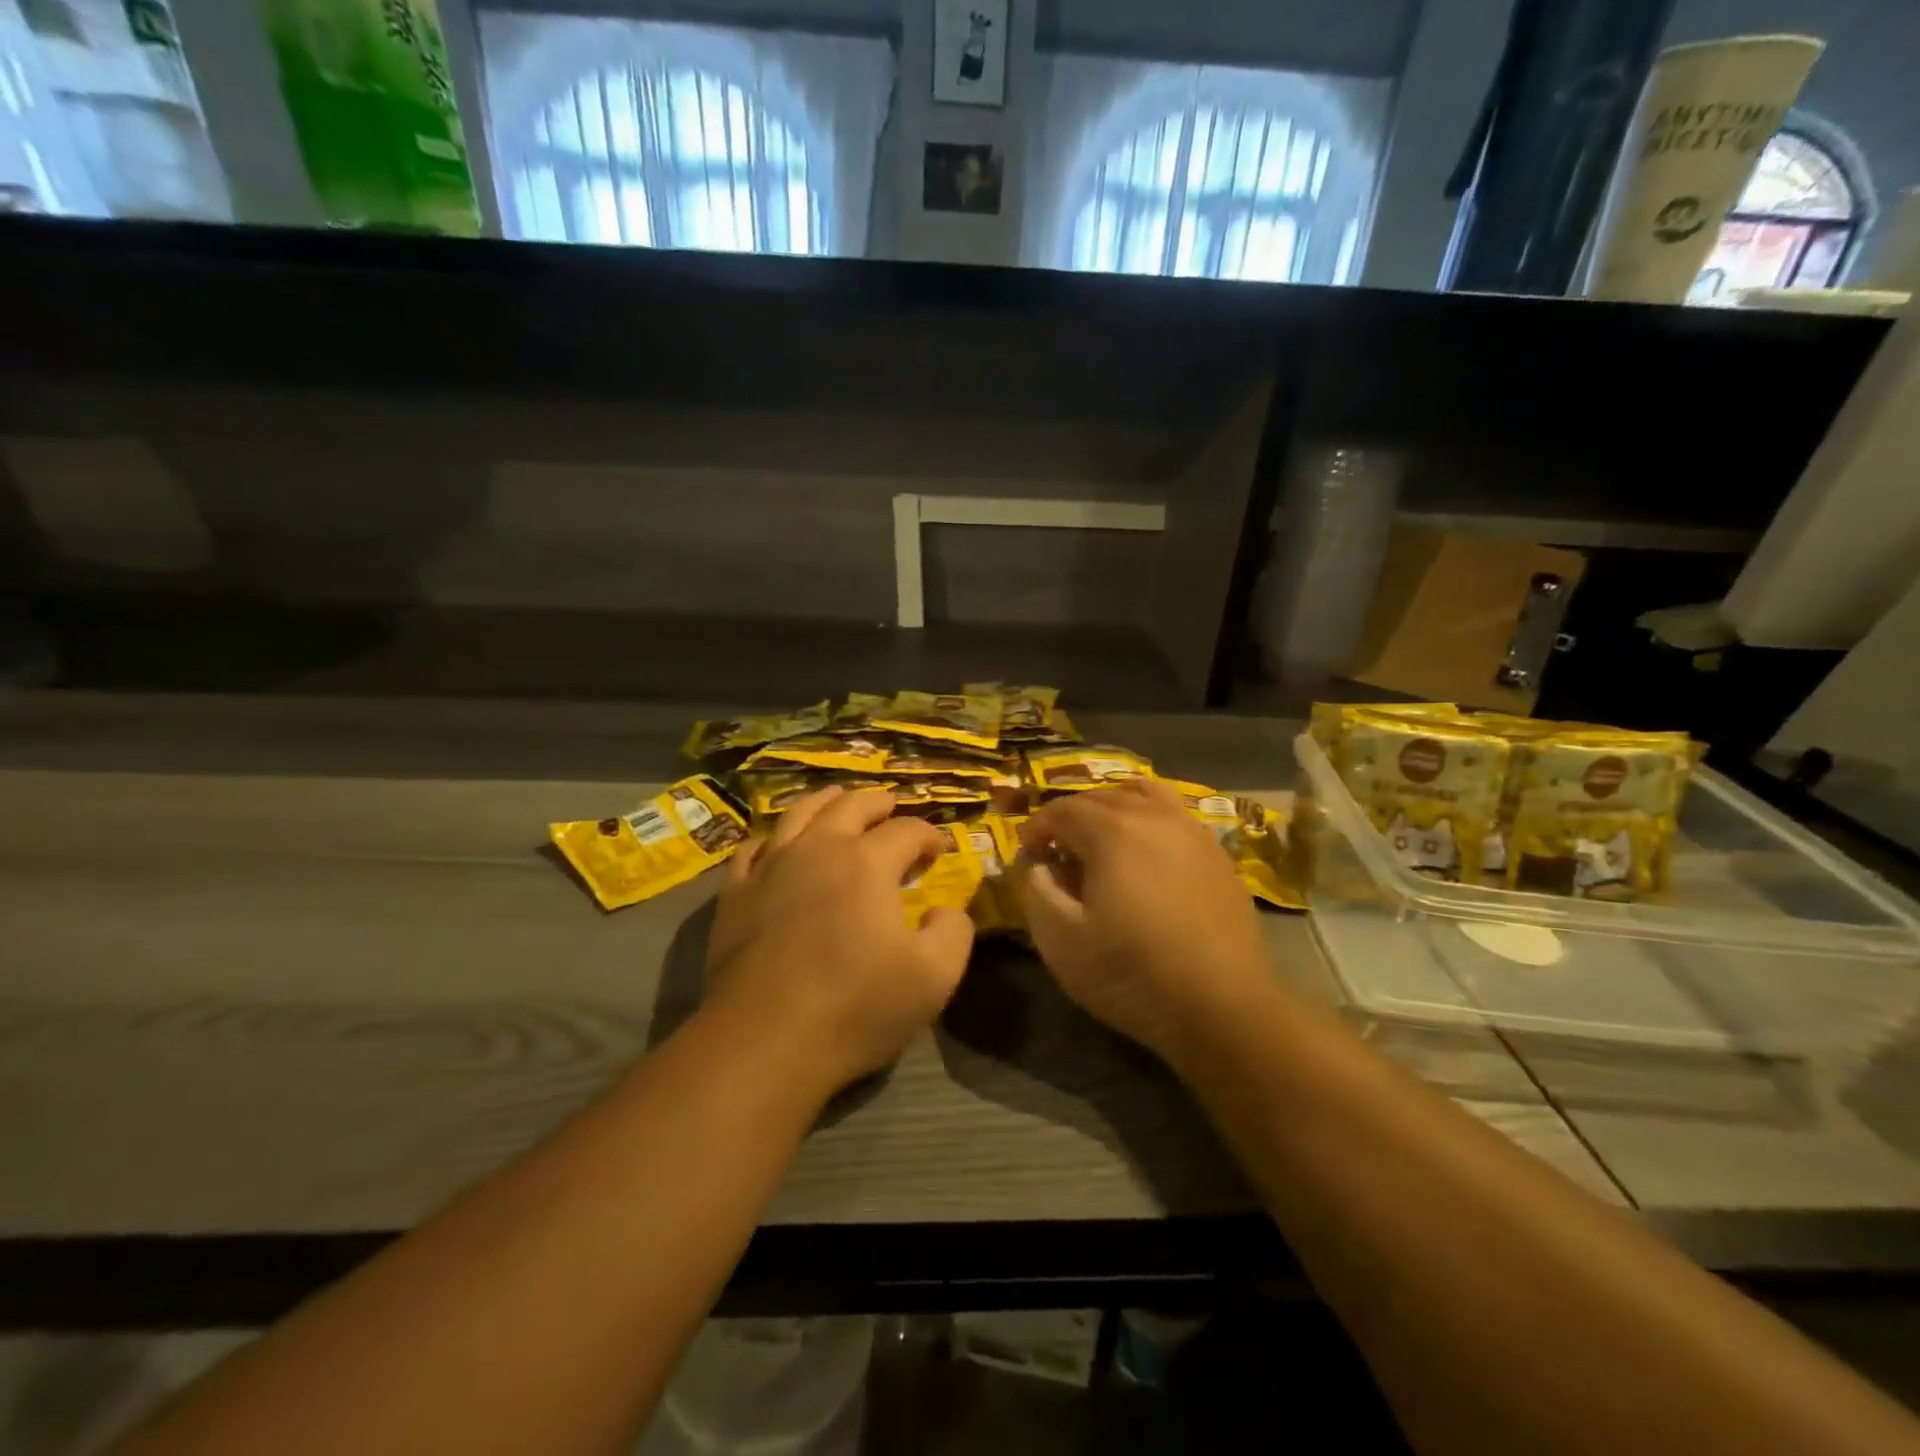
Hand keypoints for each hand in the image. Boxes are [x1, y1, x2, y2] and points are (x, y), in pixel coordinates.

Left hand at [704, 787, 974, 1097]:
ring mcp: (771, 868)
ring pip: (799, 814)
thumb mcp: (934, 977)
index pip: (906, 831)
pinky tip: (777, 844)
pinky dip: (772, 838)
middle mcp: (818, 849)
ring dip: (826, 802)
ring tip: (838, 799)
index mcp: (867, 863)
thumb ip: (953, 932)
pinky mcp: (735, 894)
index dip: (928, 835)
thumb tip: (946, 910)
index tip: (939, 850)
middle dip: (878, 803)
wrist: (764, 1040)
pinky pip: (752, 849)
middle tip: (892, 806)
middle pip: (851, 807)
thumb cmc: (855, 1007)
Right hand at [1017, 780, 1271, 1065]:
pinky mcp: (1218, 855)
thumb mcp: (1061, 941)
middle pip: (1102, 796)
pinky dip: (1150, 820)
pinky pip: (1175, 816)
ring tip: (1103, 839)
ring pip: (1145, 795)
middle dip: (1072, 816)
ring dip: (1114, 807)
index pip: (1063, 809)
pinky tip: (1147, 857)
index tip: (1029, 853)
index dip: (1038, 827)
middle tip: (1059, 851)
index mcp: (1112, 832)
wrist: (1223, 1007)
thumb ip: (1037, 891)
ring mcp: (1192, 832)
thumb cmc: (1132, 974)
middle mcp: (1154, 817)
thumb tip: (1038, 865)